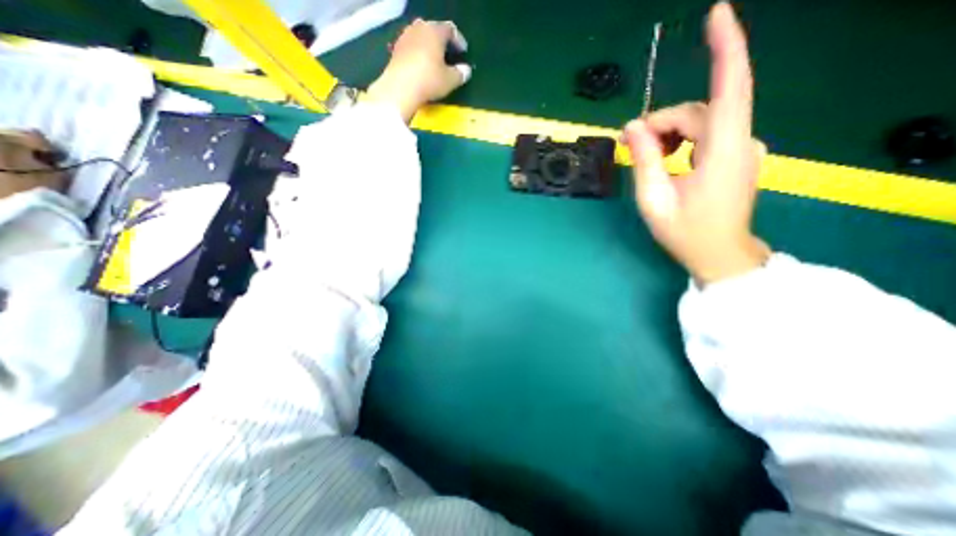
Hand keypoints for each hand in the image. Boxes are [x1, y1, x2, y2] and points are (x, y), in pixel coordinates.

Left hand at [365, 20, 471, 121]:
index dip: (458, 40)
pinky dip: (418, 53)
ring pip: (420, 37)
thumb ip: (460, 73)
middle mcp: (419, 28)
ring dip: (428, 46)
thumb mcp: (450, 80)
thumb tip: (466, 70)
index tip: (463, 51)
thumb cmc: (429, 80)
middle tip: (448, 53)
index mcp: (435, 32)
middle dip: (441, 40)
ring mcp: (405, 37)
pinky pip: (411, 47)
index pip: (450, 29)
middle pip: (433, 29)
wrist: (400, 88)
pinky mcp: (395, 49)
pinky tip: (421, 66)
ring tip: (434, 60)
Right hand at [629, 1, 765, 284]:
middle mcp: (740, 141)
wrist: (718, 253)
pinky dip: (679, 140)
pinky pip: (705, 133)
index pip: (730, 89)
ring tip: (645, 157)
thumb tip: (632, 126)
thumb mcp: (653, 199)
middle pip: (698, 111)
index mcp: (723, 152)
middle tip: (629, 145)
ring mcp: (740, 147)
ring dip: (667, 134)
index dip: (726, 48)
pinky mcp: (734, 154)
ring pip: (700, 121)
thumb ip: (644, 160)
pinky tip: (664, 158)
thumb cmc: (684, 232)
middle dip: (660, 124)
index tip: (717, 14)